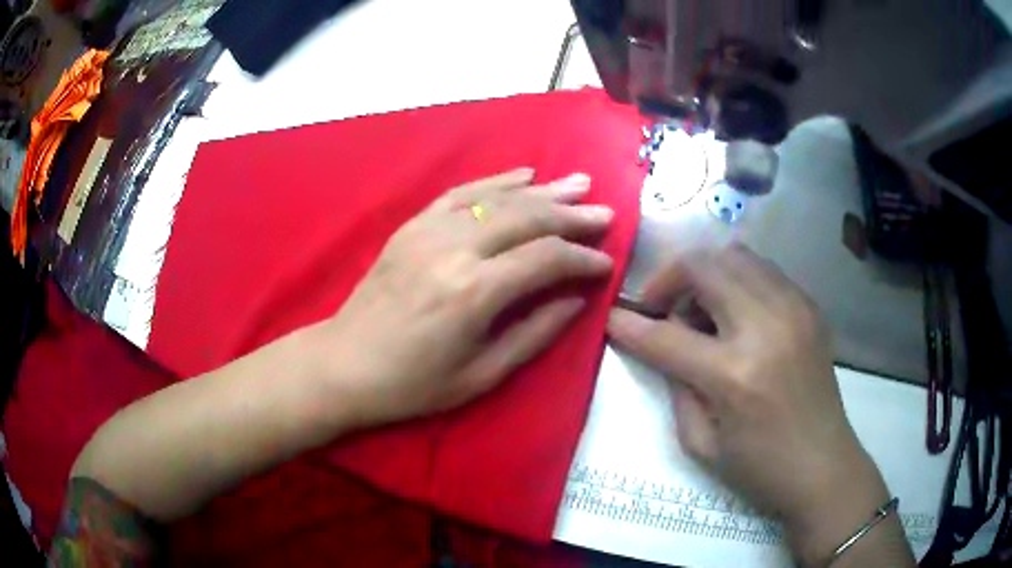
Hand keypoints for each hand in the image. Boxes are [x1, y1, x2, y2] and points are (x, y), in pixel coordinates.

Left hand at [312, 168, 613, 426]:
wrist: (345, 363)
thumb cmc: (414, 383)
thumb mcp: (482, 375)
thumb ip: (536, 332)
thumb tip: (577, 299)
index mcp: (474, 292)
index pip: (546, 259)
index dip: (582, 258)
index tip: (606, 262)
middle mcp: (455, 249)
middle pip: (527, 217)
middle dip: (571, 214)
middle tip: (604, 213)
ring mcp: (430, 230)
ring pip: (499, 198)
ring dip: (543, 189)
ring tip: (578, 183)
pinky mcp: (413, 225)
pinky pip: (463, 193)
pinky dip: (497, 181)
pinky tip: (524, 174)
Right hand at [607, 245, 893, 561]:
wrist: (824, 467)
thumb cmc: (759, 468)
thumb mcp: (700, 442)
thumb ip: (676, 384)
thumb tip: (664, 341)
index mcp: (734, 375)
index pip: (666, 336)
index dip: (630, 325)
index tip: (611, 318)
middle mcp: (766, 327)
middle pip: (704, 267)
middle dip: (669, 279)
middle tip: (661, 308)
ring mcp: (794, 309)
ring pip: (735, 255)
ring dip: (706, 274)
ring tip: (701, 308)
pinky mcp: (810, 307)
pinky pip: (764, 270)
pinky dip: (738, 280)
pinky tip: (736, 313)